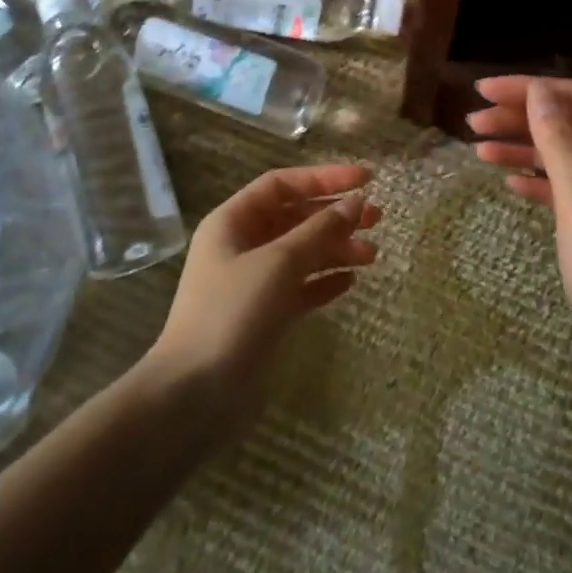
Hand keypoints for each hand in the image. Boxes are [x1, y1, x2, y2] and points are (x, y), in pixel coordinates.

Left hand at [149, 164, 380, 422]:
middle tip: (377, 218)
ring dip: (336, 249)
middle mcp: (241, 245)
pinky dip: (324, 281)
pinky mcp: (264, 315)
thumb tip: (355, 202)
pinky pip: (300, 286)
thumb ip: (319, 230)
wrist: (195, 394)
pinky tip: (350, 282)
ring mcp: (252, 282)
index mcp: (233, 222)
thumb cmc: (232, 314)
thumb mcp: (279, 263)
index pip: (283, 184)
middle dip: (335, 215)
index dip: (324, 177)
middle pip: (295, 217)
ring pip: (302, 253)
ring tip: (373, 256)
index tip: (366, 179)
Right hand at [469, 78, 571, 393]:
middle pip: (571, 124)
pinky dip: (538, 181)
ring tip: (478, 149)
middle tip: (471, 121)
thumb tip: (539, 91)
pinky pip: (569, 189)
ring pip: (567, 156)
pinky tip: (509, 183)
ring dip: (524, 147)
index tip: (482, 90)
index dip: (530, 88)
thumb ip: (560, 143)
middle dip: (522, 116)